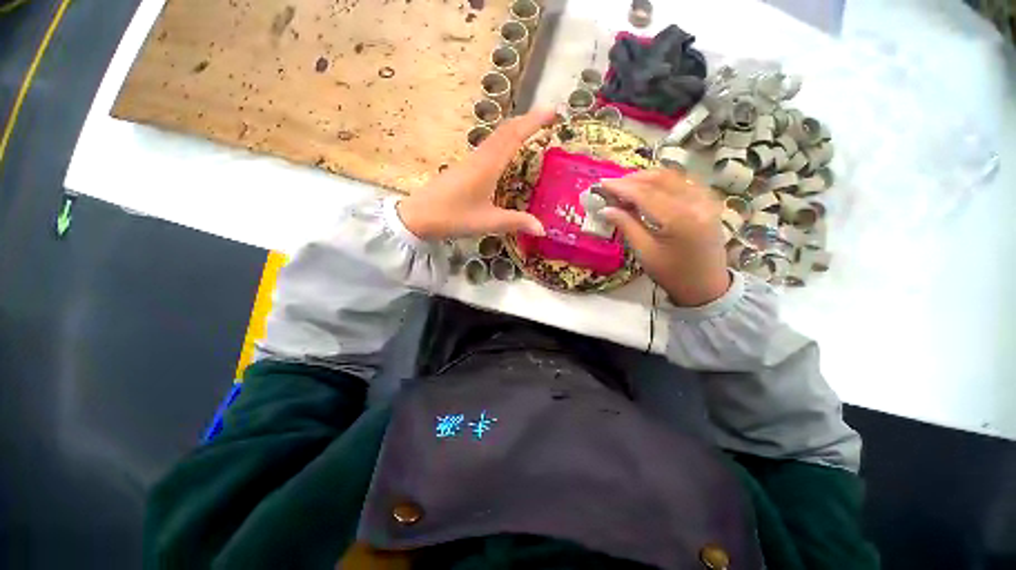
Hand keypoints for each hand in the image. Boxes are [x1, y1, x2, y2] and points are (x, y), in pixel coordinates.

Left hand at [396, 108, 555, 240]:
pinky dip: (503, 143)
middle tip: (547, 117)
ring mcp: (469, 161)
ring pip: (495, 137)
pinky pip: (488, 148)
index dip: (533, 121)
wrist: (417, 217)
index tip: (552, 110)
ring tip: (531, 131)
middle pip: (504, 131)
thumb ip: (516, 222)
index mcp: (487, 166)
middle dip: (527, 120)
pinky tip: (506, 154)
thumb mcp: (487, 222)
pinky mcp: (463, 168)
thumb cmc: (452, 217)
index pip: (513, 136)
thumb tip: (542, 228)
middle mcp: (479, 157)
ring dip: (514, 129)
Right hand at [600, 169, 729, 306]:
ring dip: (646, 178)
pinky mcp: (709, 200)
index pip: (646, 194)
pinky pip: (682, 181)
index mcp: (680, 219)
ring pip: (672, 176)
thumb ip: (626, 225)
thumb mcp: (645, 252)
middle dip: (633, 179)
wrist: (706, 286)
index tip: (602, 183)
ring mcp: (706, 199)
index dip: (621, 187)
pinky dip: (662, 181)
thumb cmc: (672, 274)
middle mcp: (697, 202)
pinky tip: (648, 188)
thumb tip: (605, 209)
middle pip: (660, 179)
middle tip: (612, 186)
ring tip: (626, 187)